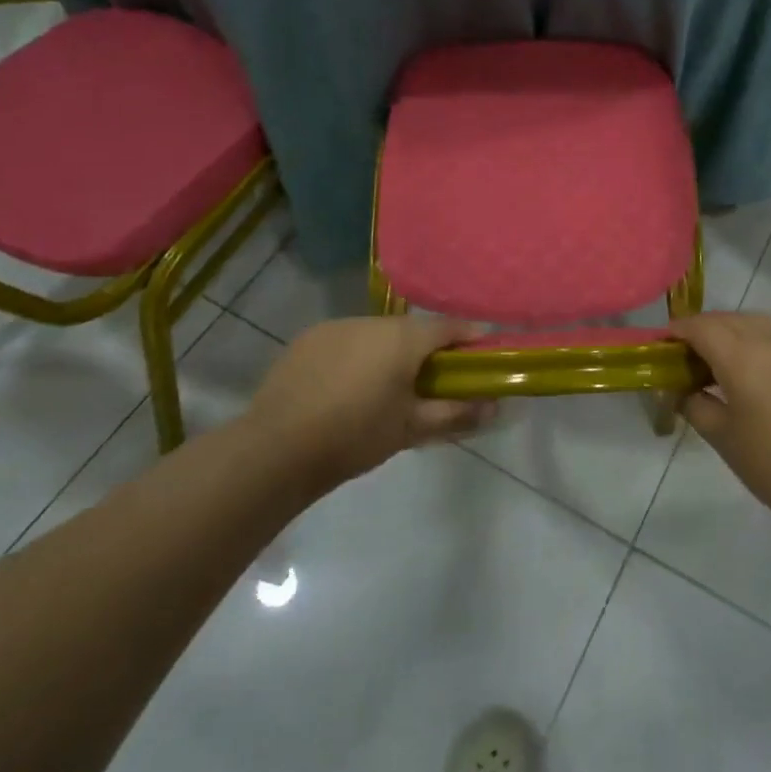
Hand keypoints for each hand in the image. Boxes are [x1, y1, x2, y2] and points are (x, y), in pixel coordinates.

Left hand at [247, 317, 493, 495]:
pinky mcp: (309, 339)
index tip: (480, 356)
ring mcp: (337, 326)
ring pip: (377, 334)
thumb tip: (495, 408)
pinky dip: (357, 356)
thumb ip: (455, 413)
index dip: (469, 339)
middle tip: (431, 381)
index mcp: (403, 338)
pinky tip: (347, 387)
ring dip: (389, 352)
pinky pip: (347, 340)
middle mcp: (373, 321)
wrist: (276, 449)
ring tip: (385, 388)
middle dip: (426, 350)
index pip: (449, 327)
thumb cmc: (355, 436)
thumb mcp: (411, 429)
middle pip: (412, 330)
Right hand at [670, 312, 770, 527]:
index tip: (667, 342)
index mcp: (741, 357)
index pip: (701, 327)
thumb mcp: (722, 438)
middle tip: (695, 353)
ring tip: (730, 354)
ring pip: (761, 321)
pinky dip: (768, 339)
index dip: (679, 330)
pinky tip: (767, 364)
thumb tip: (683, 390)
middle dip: (707, 329)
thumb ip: (695, 405)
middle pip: (730, 319)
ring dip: (738, 329)